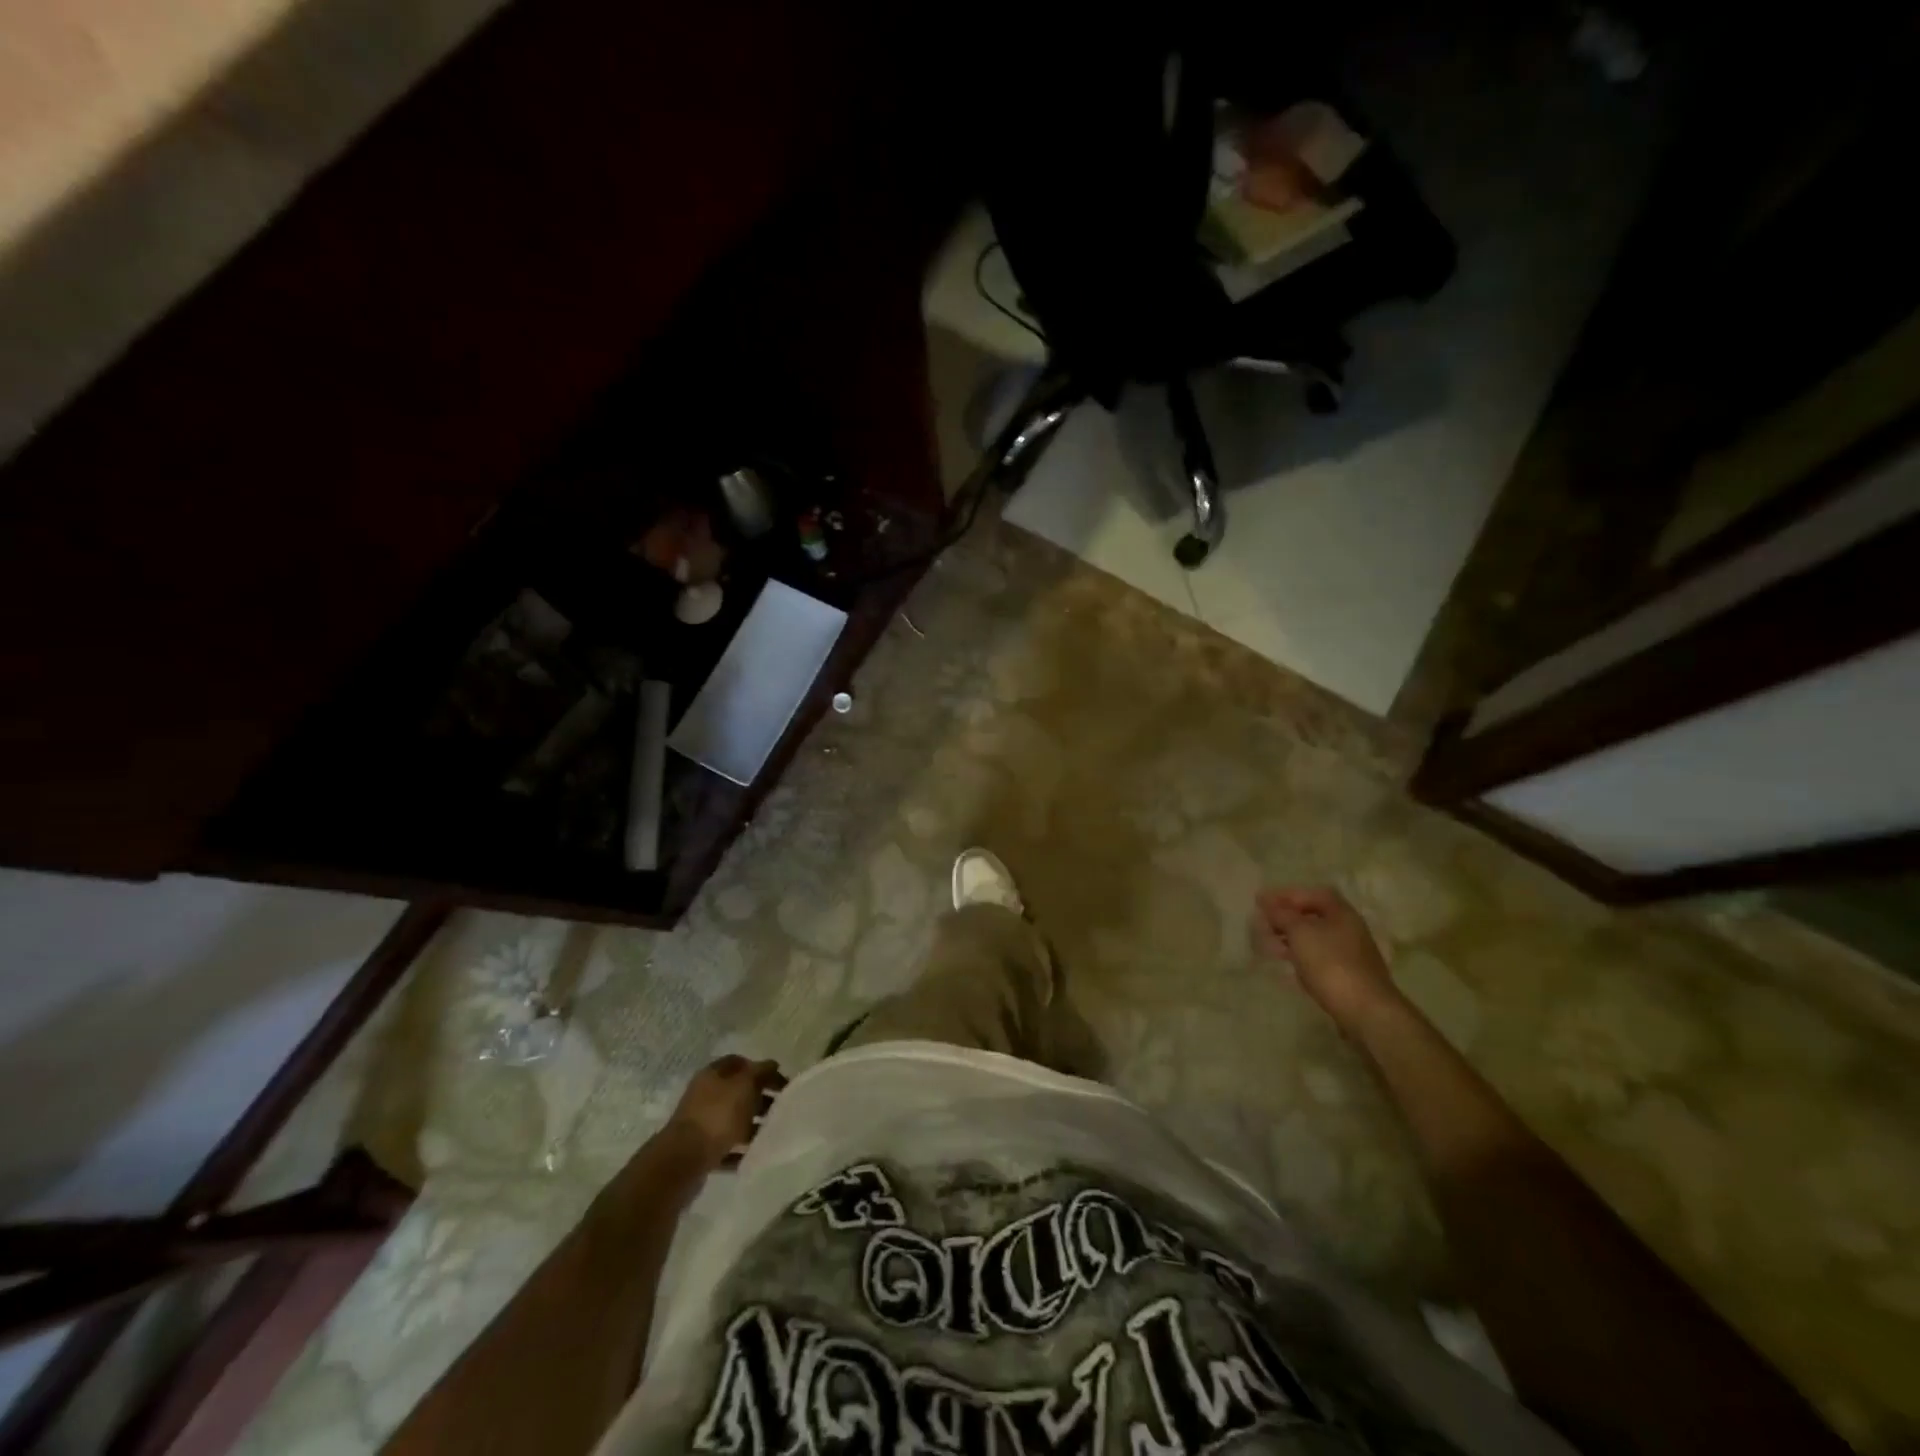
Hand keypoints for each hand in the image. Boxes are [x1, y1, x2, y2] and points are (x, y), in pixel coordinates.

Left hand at [667, 1055, 785, 1169]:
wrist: (683, 1160)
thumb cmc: (718, 1115)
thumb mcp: (745, 1085)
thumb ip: (761, 1072)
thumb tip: (771, 1065)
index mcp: (712, 1074)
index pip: (739, 1063)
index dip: (760, 1069)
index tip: (780, 1082)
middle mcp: (704, 1095)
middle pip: (737, 1092)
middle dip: (759, 1098)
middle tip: (779, 1108)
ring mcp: (700, 1124)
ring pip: (732, 1119)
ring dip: (751, 1125)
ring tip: (770, 1132)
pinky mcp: (700, 1151)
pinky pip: (725, 1146)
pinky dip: (740, 1150)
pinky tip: (753, 1154)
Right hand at [1254, 886, 1400, 1028]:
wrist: (1365, 1010)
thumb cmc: (1330, 963)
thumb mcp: (1300, 933)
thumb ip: (1281, 914)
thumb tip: (1266, 900)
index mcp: (1341, 913)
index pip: (1312, 894)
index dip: (1286, 894)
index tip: (1261, 902)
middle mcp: (1349, 929)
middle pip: (1314, 916)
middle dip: (1286, 918)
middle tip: (1263, 924)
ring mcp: (1350, 954)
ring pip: (1315, 938)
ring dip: (1291, 939)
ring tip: (1269, 946)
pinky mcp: (1348, 976)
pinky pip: (1319, 958)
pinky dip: (1301, 956)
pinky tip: (1288, 966)